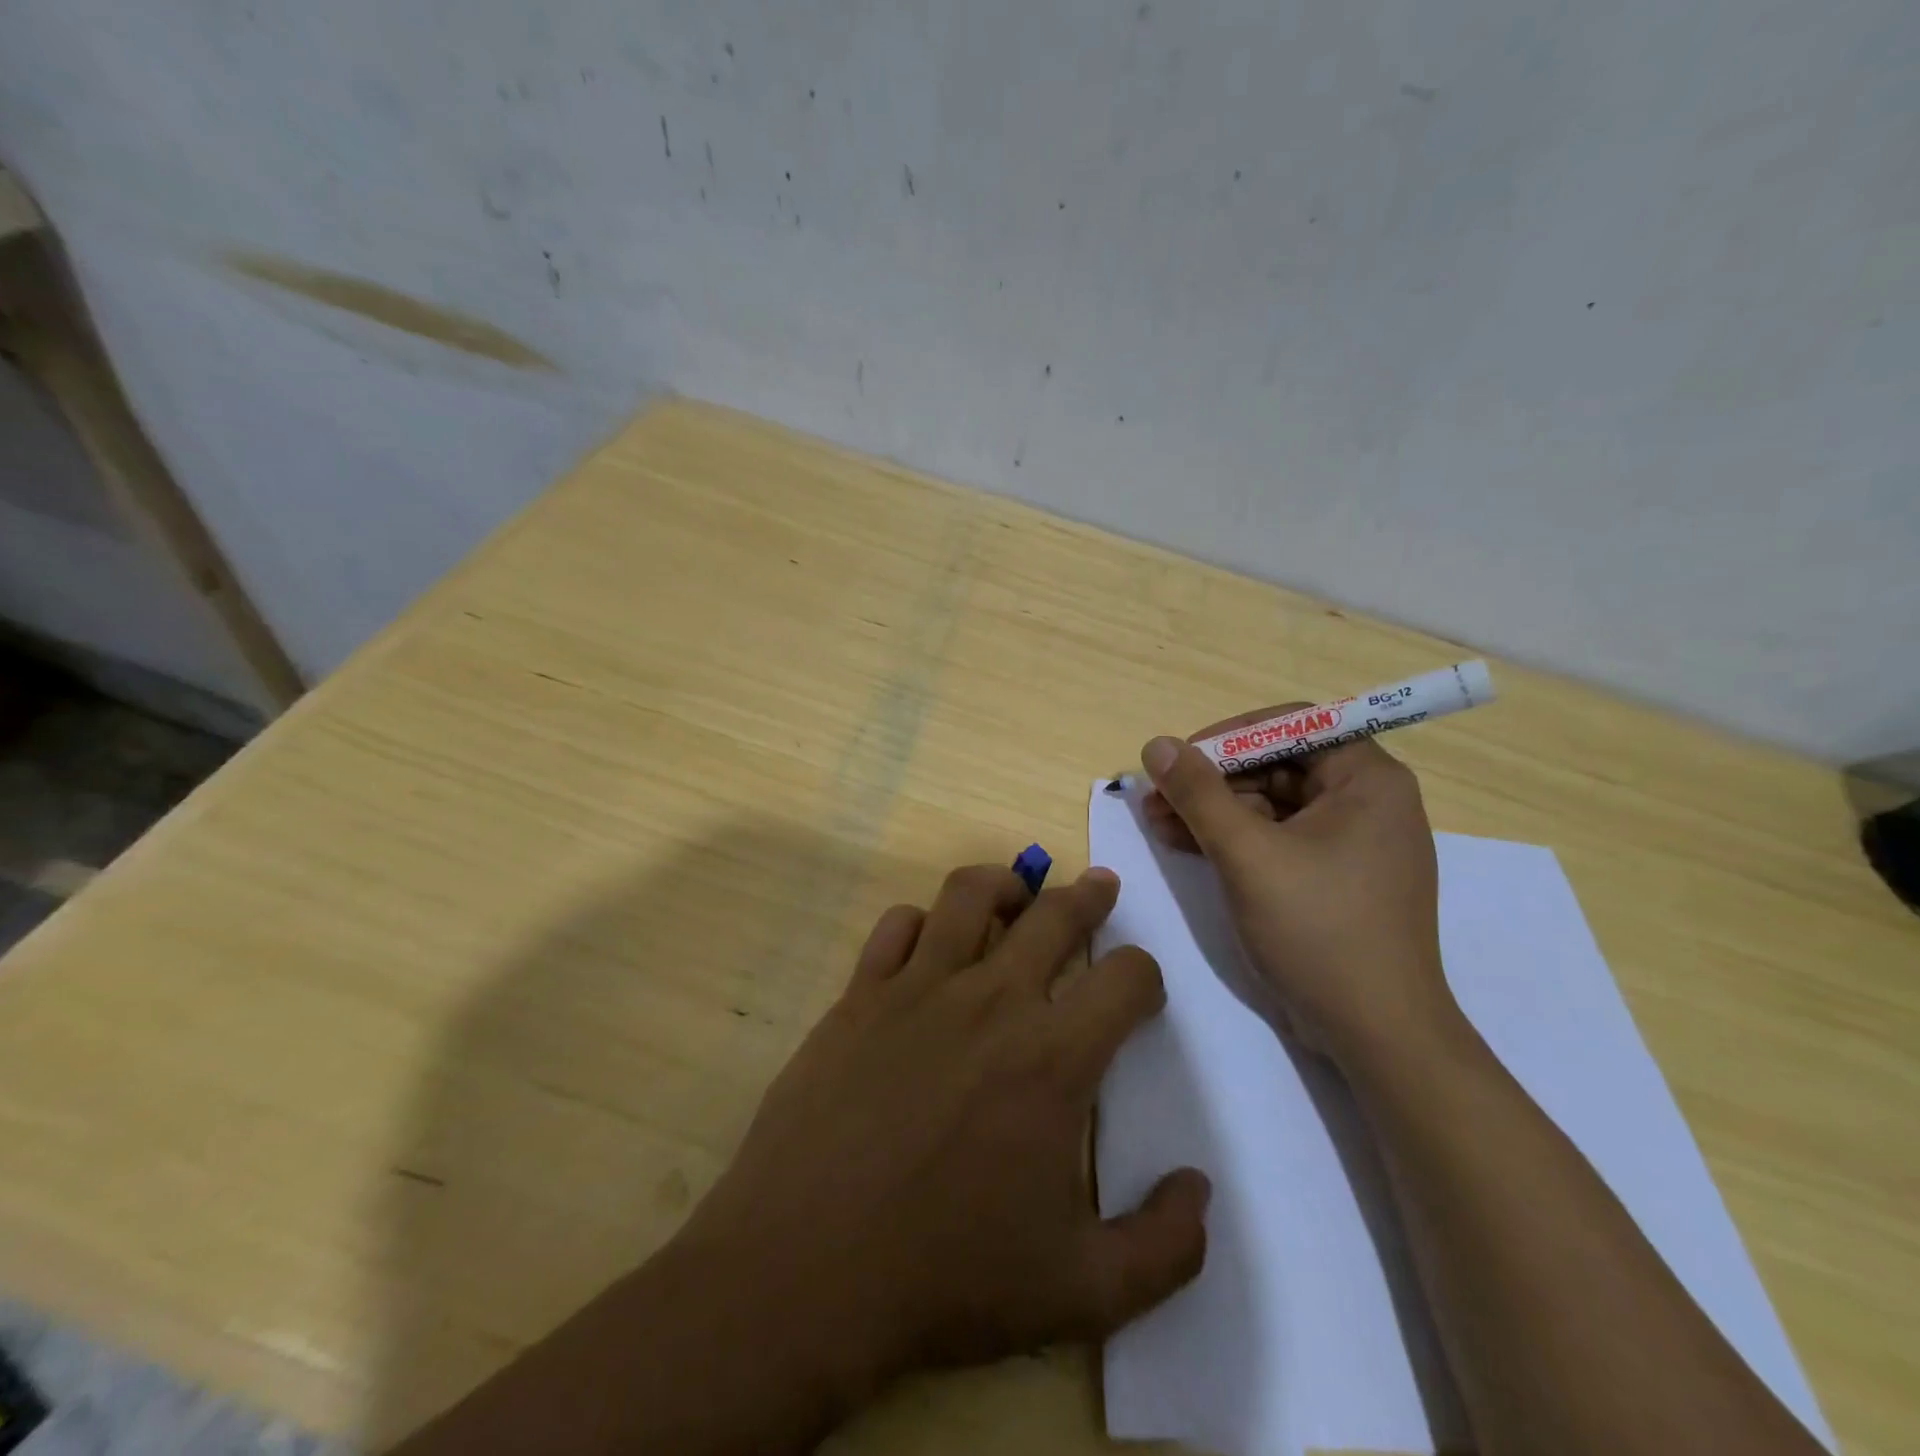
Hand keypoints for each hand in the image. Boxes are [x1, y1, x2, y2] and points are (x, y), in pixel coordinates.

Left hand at [673, 863, 1210, 1406]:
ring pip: (970, 895)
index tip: (1139, 992)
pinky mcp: (860, 995)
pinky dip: (921, 922)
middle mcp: (990, 1000)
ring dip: (1005, 884)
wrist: (805, 1269)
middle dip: (1089, 897)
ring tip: (1018, 893)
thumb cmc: (946, 1277)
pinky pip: (895, 926)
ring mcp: (918, 987)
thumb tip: (1198, 1189)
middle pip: (1055, 916)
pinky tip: (928, 942)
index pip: (1126, 979)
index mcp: (1052, 1057)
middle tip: (1100, 886)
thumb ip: (1164, 1248)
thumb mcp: (1082, 1292)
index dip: (1145, 976)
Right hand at [1139, 710, 1458, 1064]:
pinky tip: (1183, 844)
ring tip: (1157, 822)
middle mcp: (1367, 801)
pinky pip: (1277, 838)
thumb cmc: (1319, 929)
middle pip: (1278, 765)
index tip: (1182, 758)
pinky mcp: (1333, 877)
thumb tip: (1157, 744)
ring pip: (1271, 804)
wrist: (1376, 1034)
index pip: (1294, 726)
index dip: (1231, 736)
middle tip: (1158, 795)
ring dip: (1214, 810)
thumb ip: (1199, 794)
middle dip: (1213, 779)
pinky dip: (1232, 839)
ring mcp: (1350, 843)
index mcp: (1368, 780)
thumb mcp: (1248, 854)